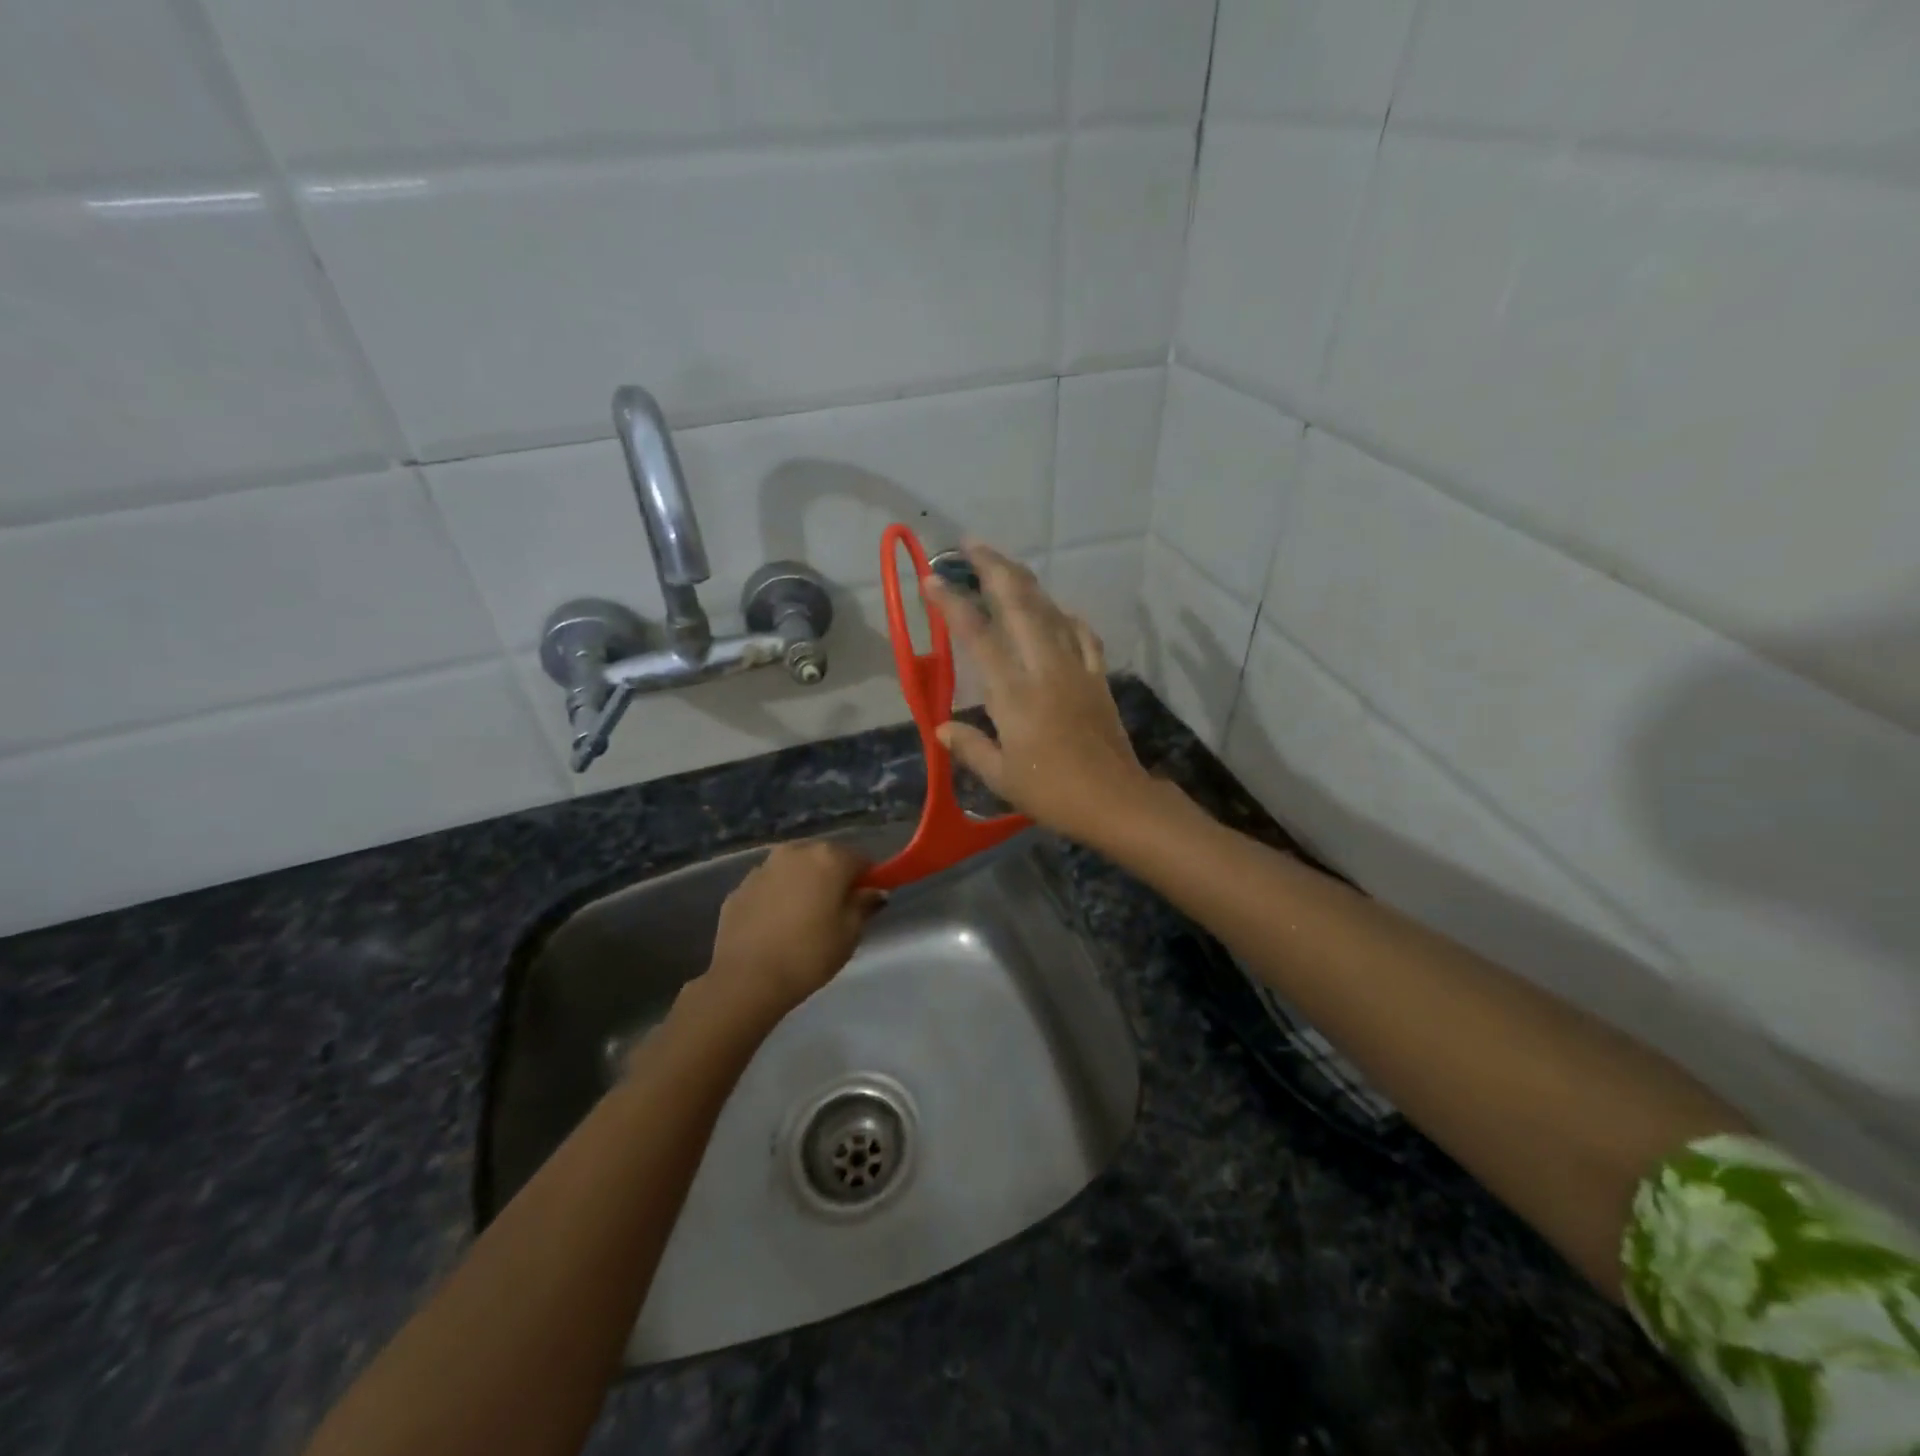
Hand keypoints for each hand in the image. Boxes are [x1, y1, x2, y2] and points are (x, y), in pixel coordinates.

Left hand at [704, 840, 884, 1018]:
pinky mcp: (739, 887)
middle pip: (825, 857)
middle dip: (833, 877)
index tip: (865, 902)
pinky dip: (777, 897)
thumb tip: (873, 891)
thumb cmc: (809, 954)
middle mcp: (795, 851)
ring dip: (803, 884)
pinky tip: (776, 926)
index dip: (868, 879)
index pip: (860, 859)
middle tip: (835, 911)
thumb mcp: (850, 934)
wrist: (746, 979)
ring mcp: (763, 867)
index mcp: (828, 857)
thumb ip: (864, 905)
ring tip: (802, 919)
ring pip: (794, 869)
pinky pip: (769, 885)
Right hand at [924, 540, 1155, 845]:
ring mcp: (1075, 667)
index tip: (933, 579)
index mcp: (1013, 692)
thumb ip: (969, 747)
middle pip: (1018, 603)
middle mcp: (1044, 667)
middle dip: (993, 567)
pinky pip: (1082, 634)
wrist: (1115, 800)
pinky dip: (1066, 615)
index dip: (953, 604)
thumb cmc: (1053, 792)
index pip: (978, 636)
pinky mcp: (1098, 676)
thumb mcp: (1000, 777)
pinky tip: (1057, 610)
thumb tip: (942, 728)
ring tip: (1004, 566)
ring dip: (1025, 582)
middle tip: (970, 545)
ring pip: (1050, 610)